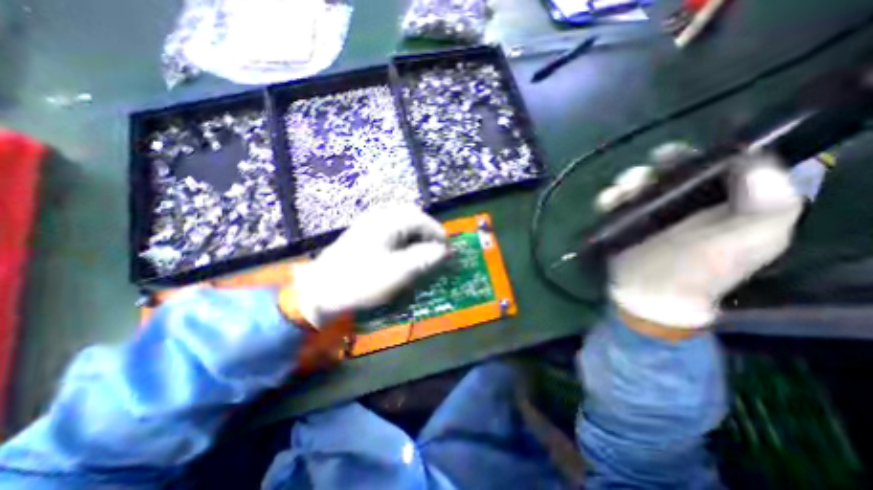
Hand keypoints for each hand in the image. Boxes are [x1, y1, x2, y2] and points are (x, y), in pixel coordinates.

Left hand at [292, 205, 445, 327]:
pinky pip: (391, 229)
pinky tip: (403, 252)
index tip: (447, 250)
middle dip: (427, 232)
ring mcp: (370, 223)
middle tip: (436, 249)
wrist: (320, 290)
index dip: (438, 234)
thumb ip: (424, 259)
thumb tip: (444, 251)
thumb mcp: (397, 273)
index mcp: (388, 222)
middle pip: (412, 216)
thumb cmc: (360, 281)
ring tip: (423, 251)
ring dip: (416, 235)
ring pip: (402, 222)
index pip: (421, 219)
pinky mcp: (365, 233)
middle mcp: (379, 216)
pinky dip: (403, 238)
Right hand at [610, 150, 804, 332]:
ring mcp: (648, 214)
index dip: (691, 156)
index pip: (708, 167)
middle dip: (651, 169)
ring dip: (625, 182)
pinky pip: (613, 202)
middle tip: (641, 178)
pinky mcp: (622, 223)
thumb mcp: (752, 239)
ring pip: (635, 184)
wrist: (650, 295)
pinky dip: (607, 197)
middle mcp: (683, 204)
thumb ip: (768, 200)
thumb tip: (748, 157)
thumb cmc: (700, 270)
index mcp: (720, 203)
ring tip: (619, 193)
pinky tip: (606, 202)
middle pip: (665, 172)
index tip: (672, 156)